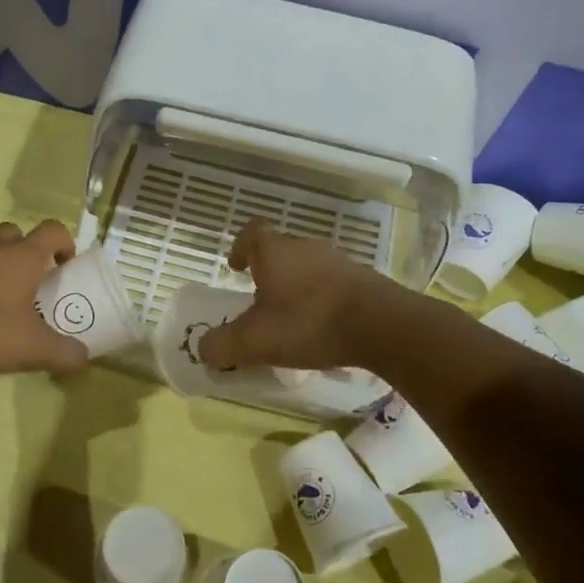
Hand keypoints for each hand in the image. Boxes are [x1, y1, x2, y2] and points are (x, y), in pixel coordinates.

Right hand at [197, 220, 404, 371]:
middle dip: (267, 273)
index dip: (240, 247)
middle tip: (258, 302)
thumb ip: (222, 345)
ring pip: (307, 267)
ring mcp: (337, 261)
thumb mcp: (254, 341)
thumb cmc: (307, 323)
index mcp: (274, 251)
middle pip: (279, 251)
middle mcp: (305, 247)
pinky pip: (331, 284)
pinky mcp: (362, 280)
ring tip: (290, 318)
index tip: (235, 267)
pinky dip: (320, 300)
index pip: (251, 232)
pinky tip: (321, 328)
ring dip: (295, 287)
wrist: (380, 325)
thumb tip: (203, 349)